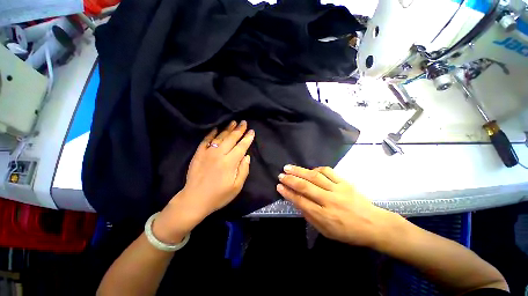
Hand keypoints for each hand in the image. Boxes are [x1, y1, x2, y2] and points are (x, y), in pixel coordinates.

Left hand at [153, 121, 253, 242]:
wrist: (194, 200)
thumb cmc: (219, 196)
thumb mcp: (237, 187)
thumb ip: (243, 170)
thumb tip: (247, 156)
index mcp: (230, 162)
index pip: (241, 147)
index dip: (248, 138)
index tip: (252, 131)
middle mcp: (219, 154)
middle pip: (231, 139)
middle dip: (239, 130)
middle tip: (244, 122)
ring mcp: (208, 153)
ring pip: (220, 137)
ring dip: (228, 129)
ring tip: (233, 122)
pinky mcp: (198, 154)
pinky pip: (205, 141)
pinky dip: (211, 134)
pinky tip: (215, 129)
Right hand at [277, 165, 394, 247]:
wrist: (374, 224)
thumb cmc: (348, 232)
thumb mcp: (326, 232)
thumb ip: (310, 216)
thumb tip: (297, 202)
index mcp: (324, 216)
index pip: (301, 201)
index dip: (288, 193)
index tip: (279, 186)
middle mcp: (329, 201)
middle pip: (305, 187)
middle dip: (291, 180)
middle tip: (281, 175)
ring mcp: (338, 189)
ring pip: (315, 176)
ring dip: (300, 171)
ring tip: (289, 167)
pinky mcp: (345, 182)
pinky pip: (328, 172)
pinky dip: (317, 169)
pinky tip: (310, 170)